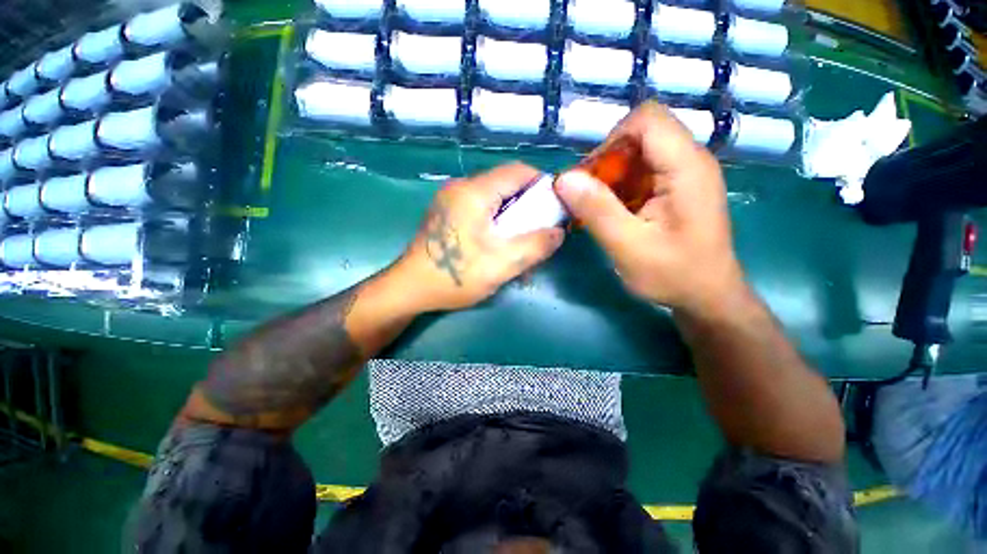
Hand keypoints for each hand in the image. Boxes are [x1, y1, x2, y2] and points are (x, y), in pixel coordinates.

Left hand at [395, 163, 564, 311]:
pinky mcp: (447, 213)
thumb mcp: (502, 264)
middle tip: (539, 231)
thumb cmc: (455, 276)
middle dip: (528, 206)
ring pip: (494, 198)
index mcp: (474, 192)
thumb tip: (559, 232)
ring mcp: (451, 199)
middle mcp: (461, 187)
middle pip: (506, 184)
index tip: (555, 208)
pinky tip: (498, 244)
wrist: (410, 289)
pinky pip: (480, 208)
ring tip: (520, 242)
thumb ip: (536, 245)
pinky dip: (496, 222)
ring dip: (512, 217)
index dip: (543, 186)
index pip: (519, 171)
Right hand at [555, 102, 745, 314]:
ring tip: (598, 209)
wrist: (707, 296)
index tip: (591, 177)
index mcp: (686, 167)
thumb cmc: (673, 275)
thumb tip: (563, 178)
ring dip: (611, 177)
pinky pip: (642, 172)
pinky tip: (613, 213)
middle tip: (589, 198)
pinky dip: (620, 187)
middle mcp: (690, 160)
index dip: (611, 140)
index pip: (647, 119)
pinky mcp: (677, 187)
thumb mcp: (628, 247)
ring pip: (638, 153)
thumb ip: (597, 210)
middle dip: (607, 162)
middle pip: (640, 134)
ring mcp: (684, 173)